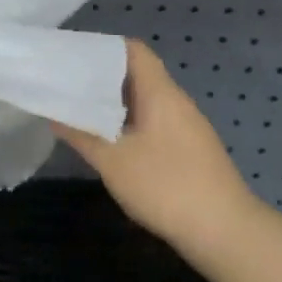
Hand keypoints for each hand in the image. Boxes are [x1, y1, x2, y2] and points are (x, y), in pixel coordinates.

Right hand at [56, 40, 255, 243]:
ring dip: (114, 103)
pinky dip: (129, 123)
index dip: (101, 48)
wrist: (227, 233)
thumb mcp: (113, 161)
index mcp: (160, 93)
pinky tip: (110, 141)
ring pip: (145, 101)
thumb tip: (54, 114)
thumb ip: (81, 134)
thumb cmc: (166, 186)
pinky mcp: (190, 150)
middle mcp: (176, 102)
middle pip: (137, 74)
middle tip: (66, 84)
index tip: (71, 57)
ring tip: (80, 110)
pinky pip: (154, 122)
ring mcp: (187, 126)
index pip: (133, 50)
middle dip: (101, 78)